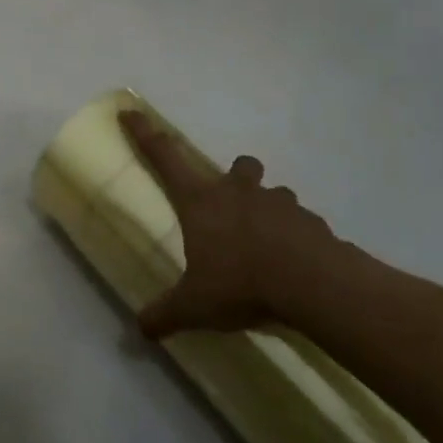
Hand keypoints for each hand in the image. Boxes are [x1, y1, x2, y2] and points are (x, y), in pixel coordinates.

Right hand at [120, 110, 350, 338]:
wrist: (311, 284)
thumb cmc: (240, 283)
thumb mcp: (194, 305)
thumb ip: (166, 314)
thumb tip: (139, 331)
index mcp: (202, 202)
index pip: (165, 157)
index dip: (145, 133)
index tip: (131, 112)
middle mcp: (239, 192)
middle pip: (239, 165)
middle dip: (237, 176)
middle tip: (234, 203)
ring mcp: (279, 203)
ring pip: (274, 192)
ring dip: (270, 208)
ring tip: (269, 241)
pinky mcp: (312, 222)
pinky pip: (302, 222)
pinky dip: (298, 236)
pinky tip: (296, 263)